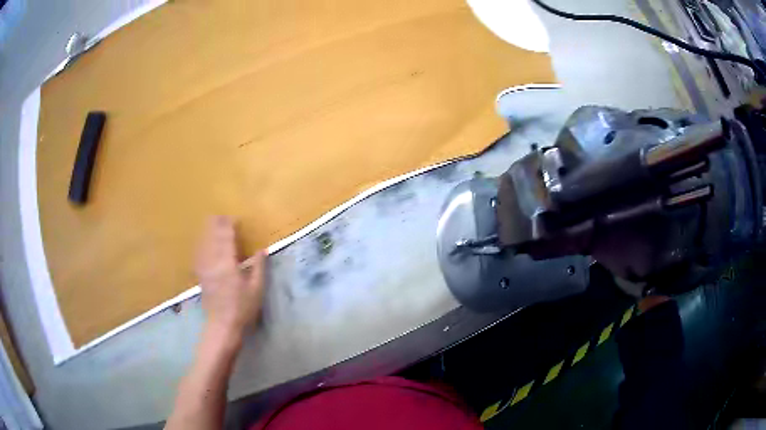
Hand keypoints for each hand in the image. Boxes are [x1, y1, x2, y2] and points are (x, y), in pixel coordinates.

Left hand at [195, 216, 265, 339]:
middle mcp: (213, 262)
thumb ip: (258, 267)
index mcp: (228, 264)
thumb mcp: (256, 289)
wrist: (223, 325)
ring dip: (208, 232)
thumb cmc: (243, 308)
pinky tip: (202, 243)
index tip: (233, 218)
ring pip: (204, 244)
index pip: (226, 238)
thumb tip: (262, 250)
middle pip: (212, 238)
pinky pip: (199, 255)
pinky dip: (201, 245)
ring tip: (211, 223)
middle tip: (220, 216)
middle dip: (216, 225)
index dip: (228, 226)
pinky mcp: (200, 276)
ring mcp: (205, 269)